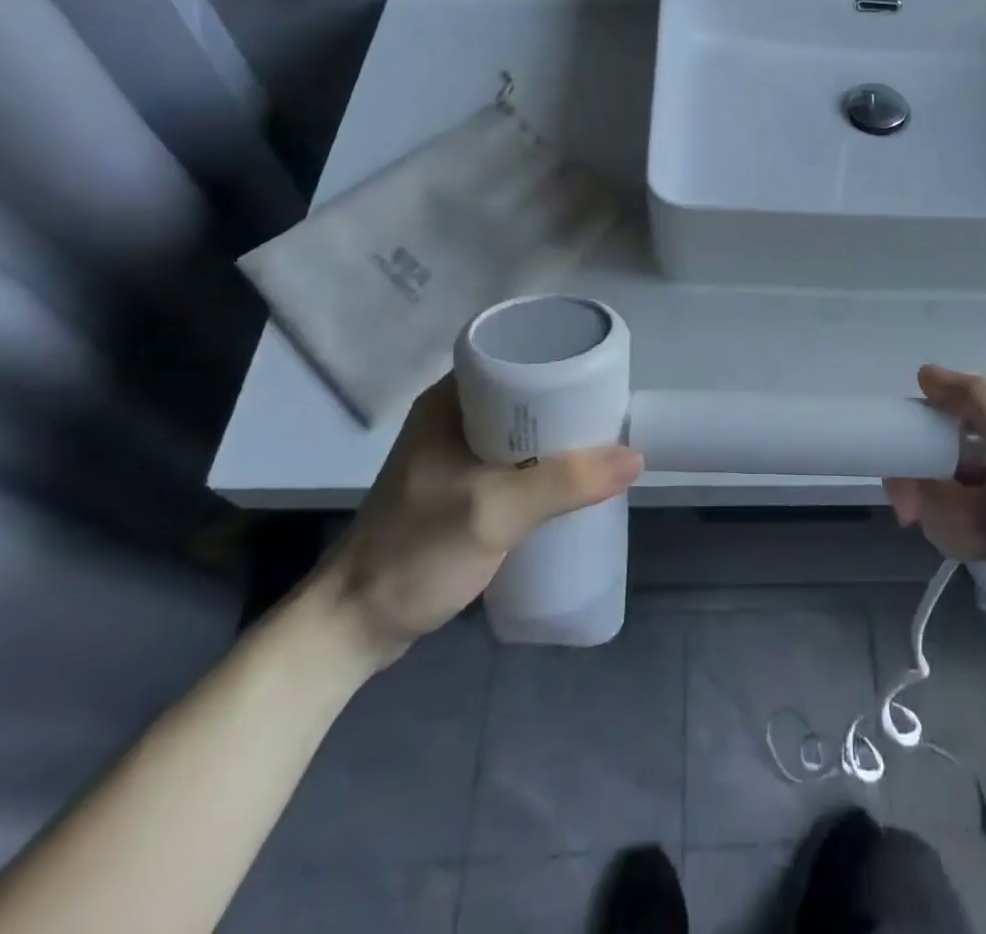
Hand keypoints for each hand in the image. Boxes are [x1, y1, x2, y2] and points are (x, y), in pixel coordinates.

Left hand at [317, 375, 641, 667]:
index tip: (603, 377)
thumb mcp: (494, 512)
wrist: (352, 626)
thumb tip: (633, 457)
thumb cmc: (415, 553)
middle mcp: (453, 418)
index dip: (560, 362)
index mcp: (450, 402)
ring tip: (601, 446)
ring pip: (521, 433)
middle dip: (568, 406)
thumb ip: (563, 483)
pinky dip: (543, 467)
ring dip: (558, 440)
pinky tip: (570, 484)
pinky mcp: (460, 489)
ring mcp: (454, 456)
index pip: (514, 358)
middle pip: (524, 396)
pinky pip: (514, 462)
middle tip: (611, 416)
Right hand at [885, 366, 985, 652]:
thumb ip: (983, 405)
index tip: (895, 454)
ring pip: (933, 498)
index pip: (942, 411)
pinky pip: (946, 527)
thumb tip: (925, 373)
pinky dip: (960, 542)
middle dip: (925, 491)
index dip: (914, 430)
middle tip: (909, 511)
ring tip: (985, 541)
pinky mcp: (984, 533)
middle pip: (928, 460)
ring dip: (949, 522)